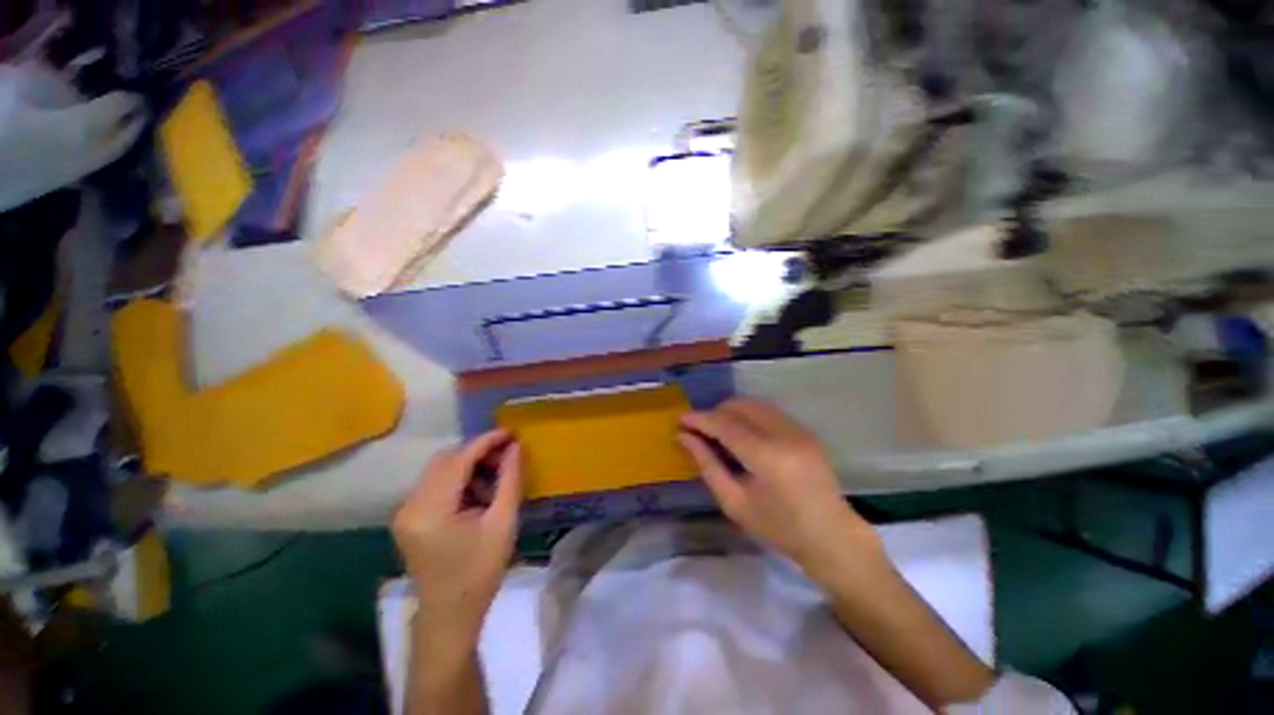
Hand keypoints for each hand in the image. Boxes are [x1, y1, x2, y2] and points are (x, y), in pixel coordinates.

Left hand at [393, 430, 521, 645]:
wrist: (450, 617)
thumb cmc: (480, 572)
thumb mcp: (502, 522)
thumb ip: (509, 479)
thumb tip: (516, 447)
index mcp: (431, 509)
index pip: (459, 459)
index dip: (487, 442)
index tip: (512, 433)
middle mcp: (410, 505)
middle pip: (445, 460)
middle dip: (477, 452)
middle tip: (506, 456)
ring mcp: (405, 512)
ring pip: (439, 470)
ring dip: (468, 465)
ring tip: (494, 477)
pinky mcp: (409, 519)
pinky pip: (435, 485)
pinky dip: (458, 480)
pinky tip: (477, 493)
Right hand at [678, 399, 877, 576]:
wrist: (832, 537)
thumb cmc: (779, 528)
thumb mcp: (735, 502)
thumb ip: (707, 465)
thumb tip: (684, 438)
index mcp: (766, 456)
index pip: (724, 424)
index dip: (699, 419)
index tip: (680, 419)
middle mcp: (784, 433)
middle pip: (739, 406)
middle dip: (715, 413)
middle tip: (699, 431)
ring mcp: (798, 429)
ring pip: (754, 405)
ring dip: (731, 413)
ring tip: (719, 433)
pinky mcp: (805, 431)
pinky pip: (768, 412)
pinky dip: (749, 417)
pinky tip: (743, 437)